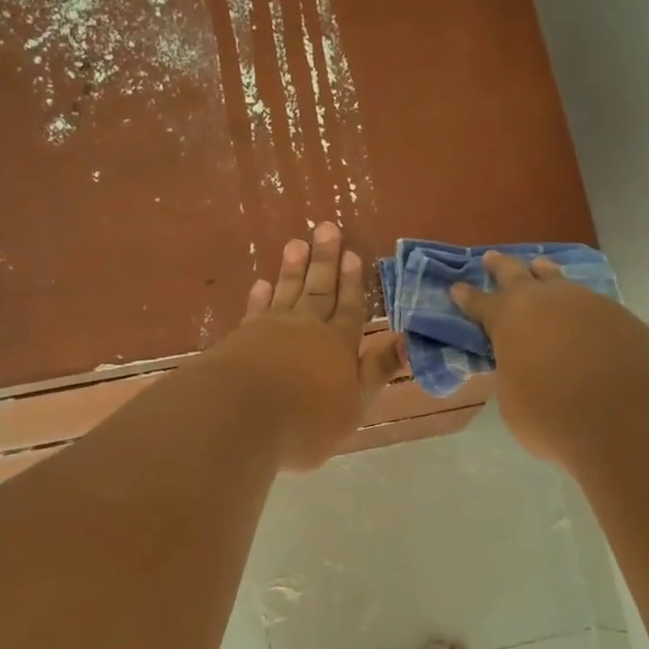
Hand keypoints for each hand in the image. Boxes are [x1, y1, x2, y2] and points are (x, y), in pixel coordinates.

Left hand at [210, 222, 405, 470]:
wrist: (241, 416)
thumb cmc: (306, 420)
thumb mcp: (354, 404)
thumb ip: (377, 370)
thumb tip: (408, 339)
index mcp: (339, 345)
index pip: (350, 308)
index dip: (353, 283)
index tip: (354, 255)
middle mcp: (307, 328)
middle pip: (319, 290)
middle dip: (325, 261)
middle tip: (327, 228)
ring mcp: (271, 329)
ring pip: (287, 291)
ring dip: (293, 268)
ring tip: (297, 243)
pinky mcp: (241, 337)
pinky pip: (255, 309)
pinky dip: (260, 296)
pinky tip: (262, 284)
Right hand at [451, 252, 648, 469]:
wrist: (626, 416)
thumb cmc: (553, 415)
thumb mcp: (513, 400)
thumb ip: (513, 373)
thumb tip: (522, 365)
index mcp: (509, 318)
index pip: (480, 303)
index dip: (466, 297)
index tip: (457, 288)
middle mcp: (546, 300)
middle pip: (517, 274)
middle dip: (501, 266)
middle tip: (491, 257)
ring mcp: (586, 302)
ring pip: (559, 280)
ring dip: (545, 275)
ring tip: (540, 268)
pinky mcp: (620, 315)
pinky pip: (591, 303)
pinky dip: (579, 307)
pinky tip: (581, 315)